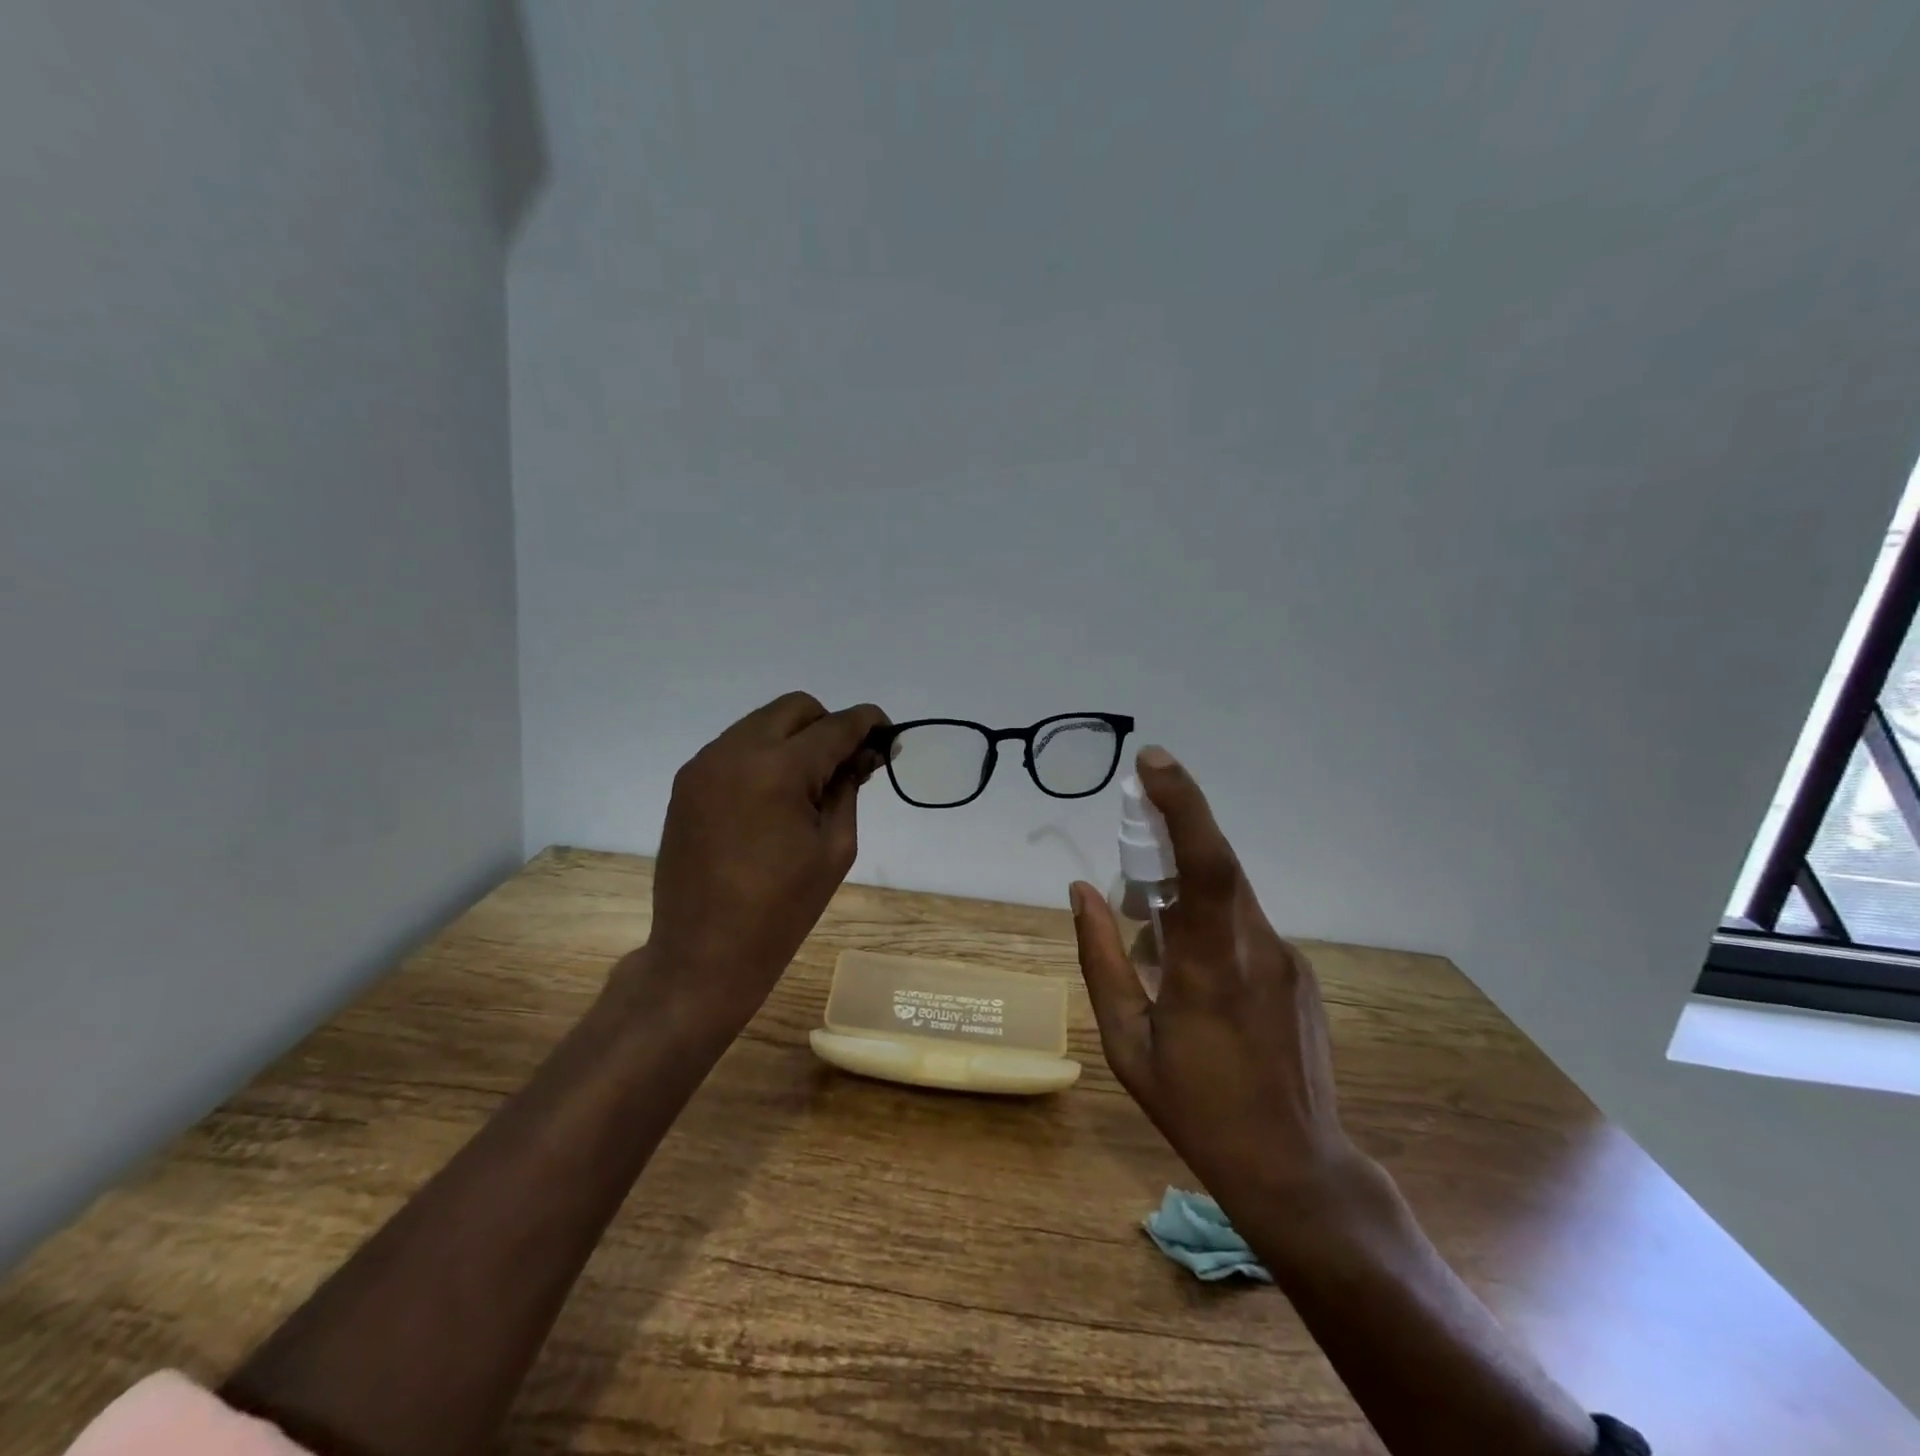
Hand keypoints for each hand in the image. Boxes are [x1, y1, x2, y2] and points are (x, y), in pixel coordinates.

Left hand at [637, 692, 887, 1035]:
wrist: (703, 952)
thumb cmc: (782, 909)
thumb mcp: (835, 846)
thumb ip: (848, 788)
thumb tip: (863, 753)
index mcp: (778, 769)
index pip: (835, 726)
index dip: (868, 723)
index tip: (888, 734)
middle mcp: (735, 751)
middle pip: (795, 708)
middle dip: (828, 726)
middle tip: (846, 765)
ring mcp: (704, 764)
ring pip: (762, 723)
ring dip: (794, 739)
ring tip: (809, 784)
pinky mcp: (686, 782)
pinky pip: (735, 747)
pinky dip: (763, 755)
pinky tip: (773, 796)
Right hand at [1071, 748, 1358, 1219]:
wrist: (1294, 1166)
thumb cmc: (1195, 1108)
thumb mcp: (1126, 1041)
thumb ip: (1101, 958)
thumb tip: (1081, 891)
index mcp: (1209, 964)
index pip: (1204, 861)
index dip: (1182, 803)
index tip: (1152, 762)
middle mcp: (1256, 946)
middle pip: (1217, 863)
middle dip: (1172, 830)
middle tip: (1131, 832)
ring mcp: (1286, 957)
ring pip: (1228, 894)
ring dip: (1185, 885)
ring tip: (1152, 926)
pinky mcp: (1298, 970)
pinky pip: (1244, 923)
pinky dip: (1208, 919)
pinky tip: (1191, 970)